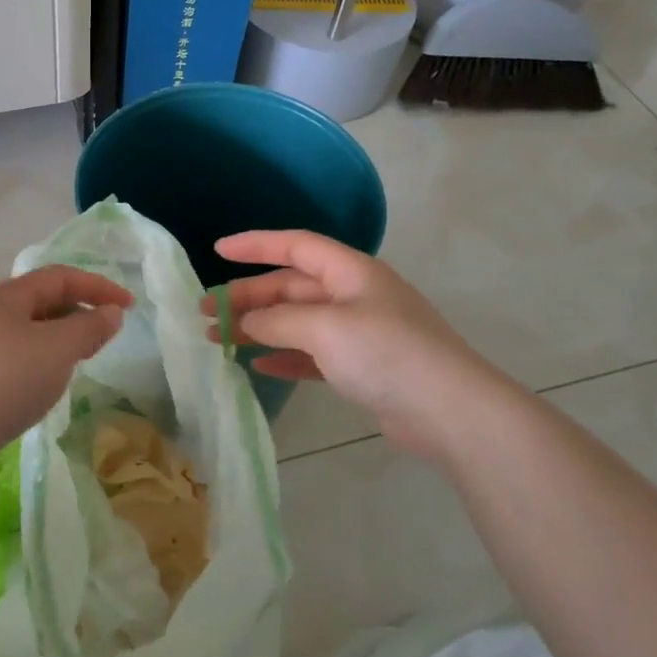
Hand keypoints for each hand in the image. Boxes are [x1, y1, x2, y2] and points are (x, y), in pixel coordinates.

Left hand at [0, 266, 132, 457]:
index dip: (98, 287)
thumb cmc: (4, 382)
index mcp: (1, 296)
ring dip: (55, 340)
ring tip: (76, 363)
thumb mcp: (57, 350)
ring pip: (22, 333)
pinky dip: (34, 363)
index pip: (59, 277)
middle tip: (104, 338)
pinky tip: (39, 388)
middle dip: (76, 314)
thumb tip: (110, 313)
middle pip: (38, 302)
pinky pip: (7, 359)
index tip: (129, 307)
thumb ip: (89, 327)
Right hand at [210, 230, 497, 449]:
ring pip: (298, 321)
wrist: (449, 411)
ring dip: (260, 328)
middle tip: (206, 313)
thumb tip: (248, 323)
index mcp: (351, 271)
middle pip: (291, 286)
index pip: (296, 245)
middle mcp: (354, 295)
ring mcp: (360, 332)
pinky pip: (312, 353)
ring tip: (219, 339)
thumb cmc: (386, 353)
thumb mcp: (325, 327)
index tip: (218, 251)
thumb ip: (279, 320)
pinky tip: (258, 364)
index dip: (255, 245)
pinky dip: (284, 355)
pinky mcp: (362, 367)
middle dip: (248, 297)